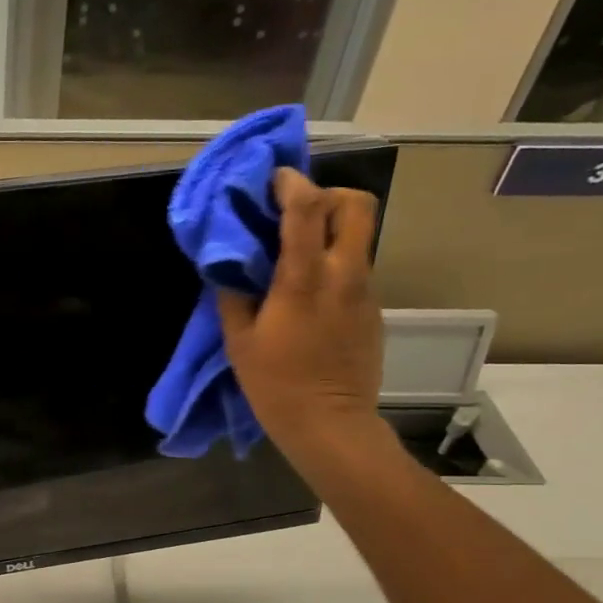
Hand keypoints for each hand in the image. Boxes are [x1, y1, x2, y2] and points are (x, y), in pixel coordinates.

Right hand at [217, 168, 382, 460]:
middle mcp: (344, 275)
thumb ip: (233, 295)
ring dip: (331, 230)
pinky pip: (356, 269)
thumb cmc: (275, 385)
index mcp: (304, 280)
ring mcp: (365, 292)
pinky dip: (335, 263)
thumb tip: (229, 267)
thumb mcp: (239, 341)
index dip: (291, 184)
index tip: (273, 178)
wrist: (330, 424)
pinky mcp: (373, 310)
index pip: (307, 210)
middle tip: (297, 210)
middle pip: (356, 205)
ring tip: (298, 251)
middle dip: (328, 195)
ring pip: (359, 236)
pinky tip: (309, 292)